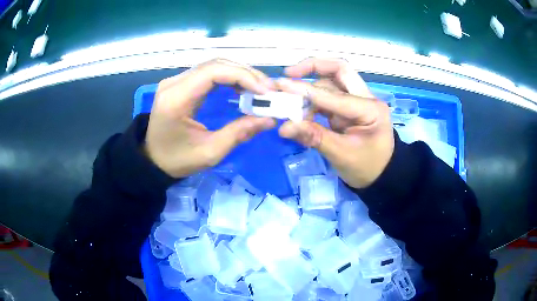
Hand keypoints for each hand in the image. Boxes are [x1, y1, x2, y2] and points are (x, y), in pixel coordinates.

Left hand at [145, 59, 276, 177]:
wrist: (152, 159)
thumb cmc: (177, 160)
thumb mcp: (210, 152)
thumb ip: (239, 133)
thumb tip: (269, 119)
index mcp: (176, 98)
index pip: (213, 72)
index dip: (242, 76)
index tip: (265, 91)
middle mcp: (174, 82)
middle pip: (215, 64)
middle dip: (245, 74)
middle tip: (268, 89)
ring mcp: (176, 80)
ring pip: (213, 65)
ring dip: (239, 74)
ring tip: (259, 88)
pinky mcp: (180, 83)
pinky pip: (208, 72)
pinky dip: (229, 77)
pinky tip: (241, 88)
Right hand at [277, 58, 393, 187]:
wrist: (380, 176)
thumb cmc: (366, 167)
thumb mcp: (341, 154)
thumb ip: (314, 137)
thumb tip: (284, 128)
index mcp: (371, 109)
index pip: (336, 95)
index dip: (307, 91)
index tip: (281, 85)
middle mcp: (365, 98)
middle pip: (339, 70)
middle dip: (313, 67)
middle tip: (289, 73)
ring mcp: (356, 101)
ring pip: (331, 82)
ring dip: (309, 89)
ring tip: (290, 104)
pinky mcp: (347, 108)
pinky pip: (327, 97)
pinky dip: (312, 101)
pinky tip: (300, 112)